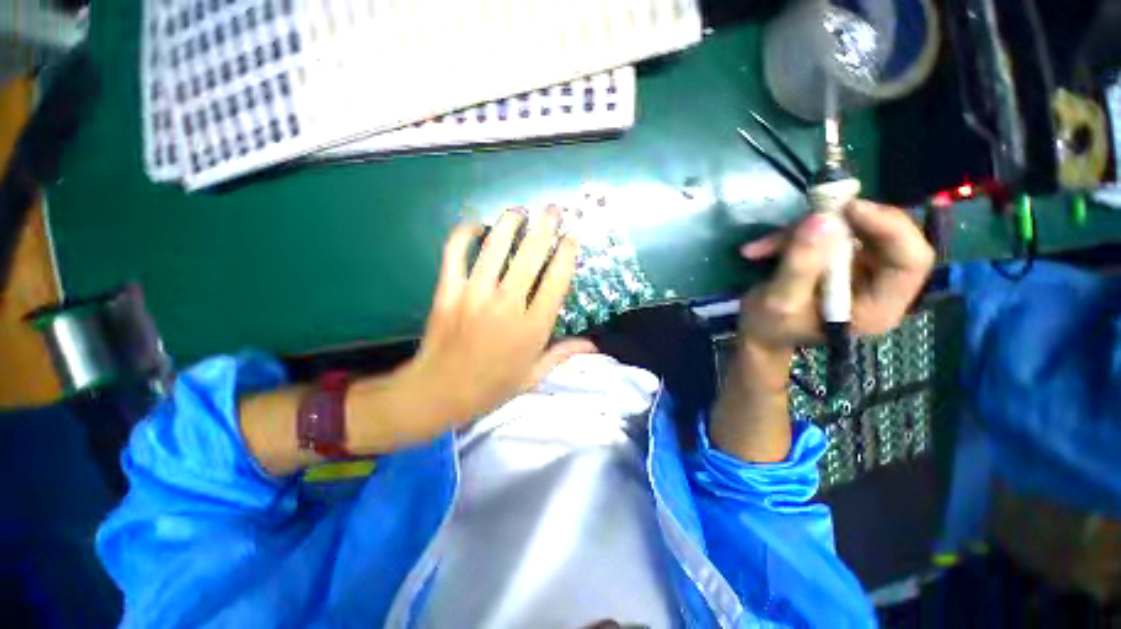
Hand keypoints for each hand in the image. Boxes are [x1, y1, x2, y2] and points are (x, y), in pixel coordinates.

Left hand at [380, 209, 596, 444]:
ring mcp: (475, 294)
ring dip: (510, 222)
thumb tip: (594, 344)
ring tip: (520, 211)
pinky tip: (475, 225)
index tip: (571, 237)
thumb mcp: (533, 375)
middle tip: (552, 210)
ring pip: (495, 246)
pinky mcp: (448, 291)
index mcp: (533, 326)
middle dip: (545, 226)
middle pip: (530, 255)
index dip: (566, 253)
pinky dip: (463, 233)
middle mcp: (508, 304)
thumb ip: (563, 354)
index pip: (557, 279)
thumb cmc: (492, 386)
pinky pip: (455, 253)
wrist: (439, 392)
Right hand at [710, 200, 933, 462]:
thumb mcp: (776, 305)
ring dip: (804, 233)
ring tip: (765, 245)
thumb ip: (798, 265)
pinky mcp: (833, 269)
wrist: (757, 347)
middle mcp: (876, 287)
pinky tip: (763, 249)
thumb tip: (821, 220)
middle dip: (836, 224)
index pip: (911, 253)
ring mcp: (854, 276)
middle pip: (878, 236)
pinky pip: (824, 242)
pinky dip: (794, 241)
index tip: (837, 211)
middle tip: (798, 221)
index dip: (883, 223)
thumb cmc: (768, 336)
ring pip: (846, 236)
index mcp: (877, 304)